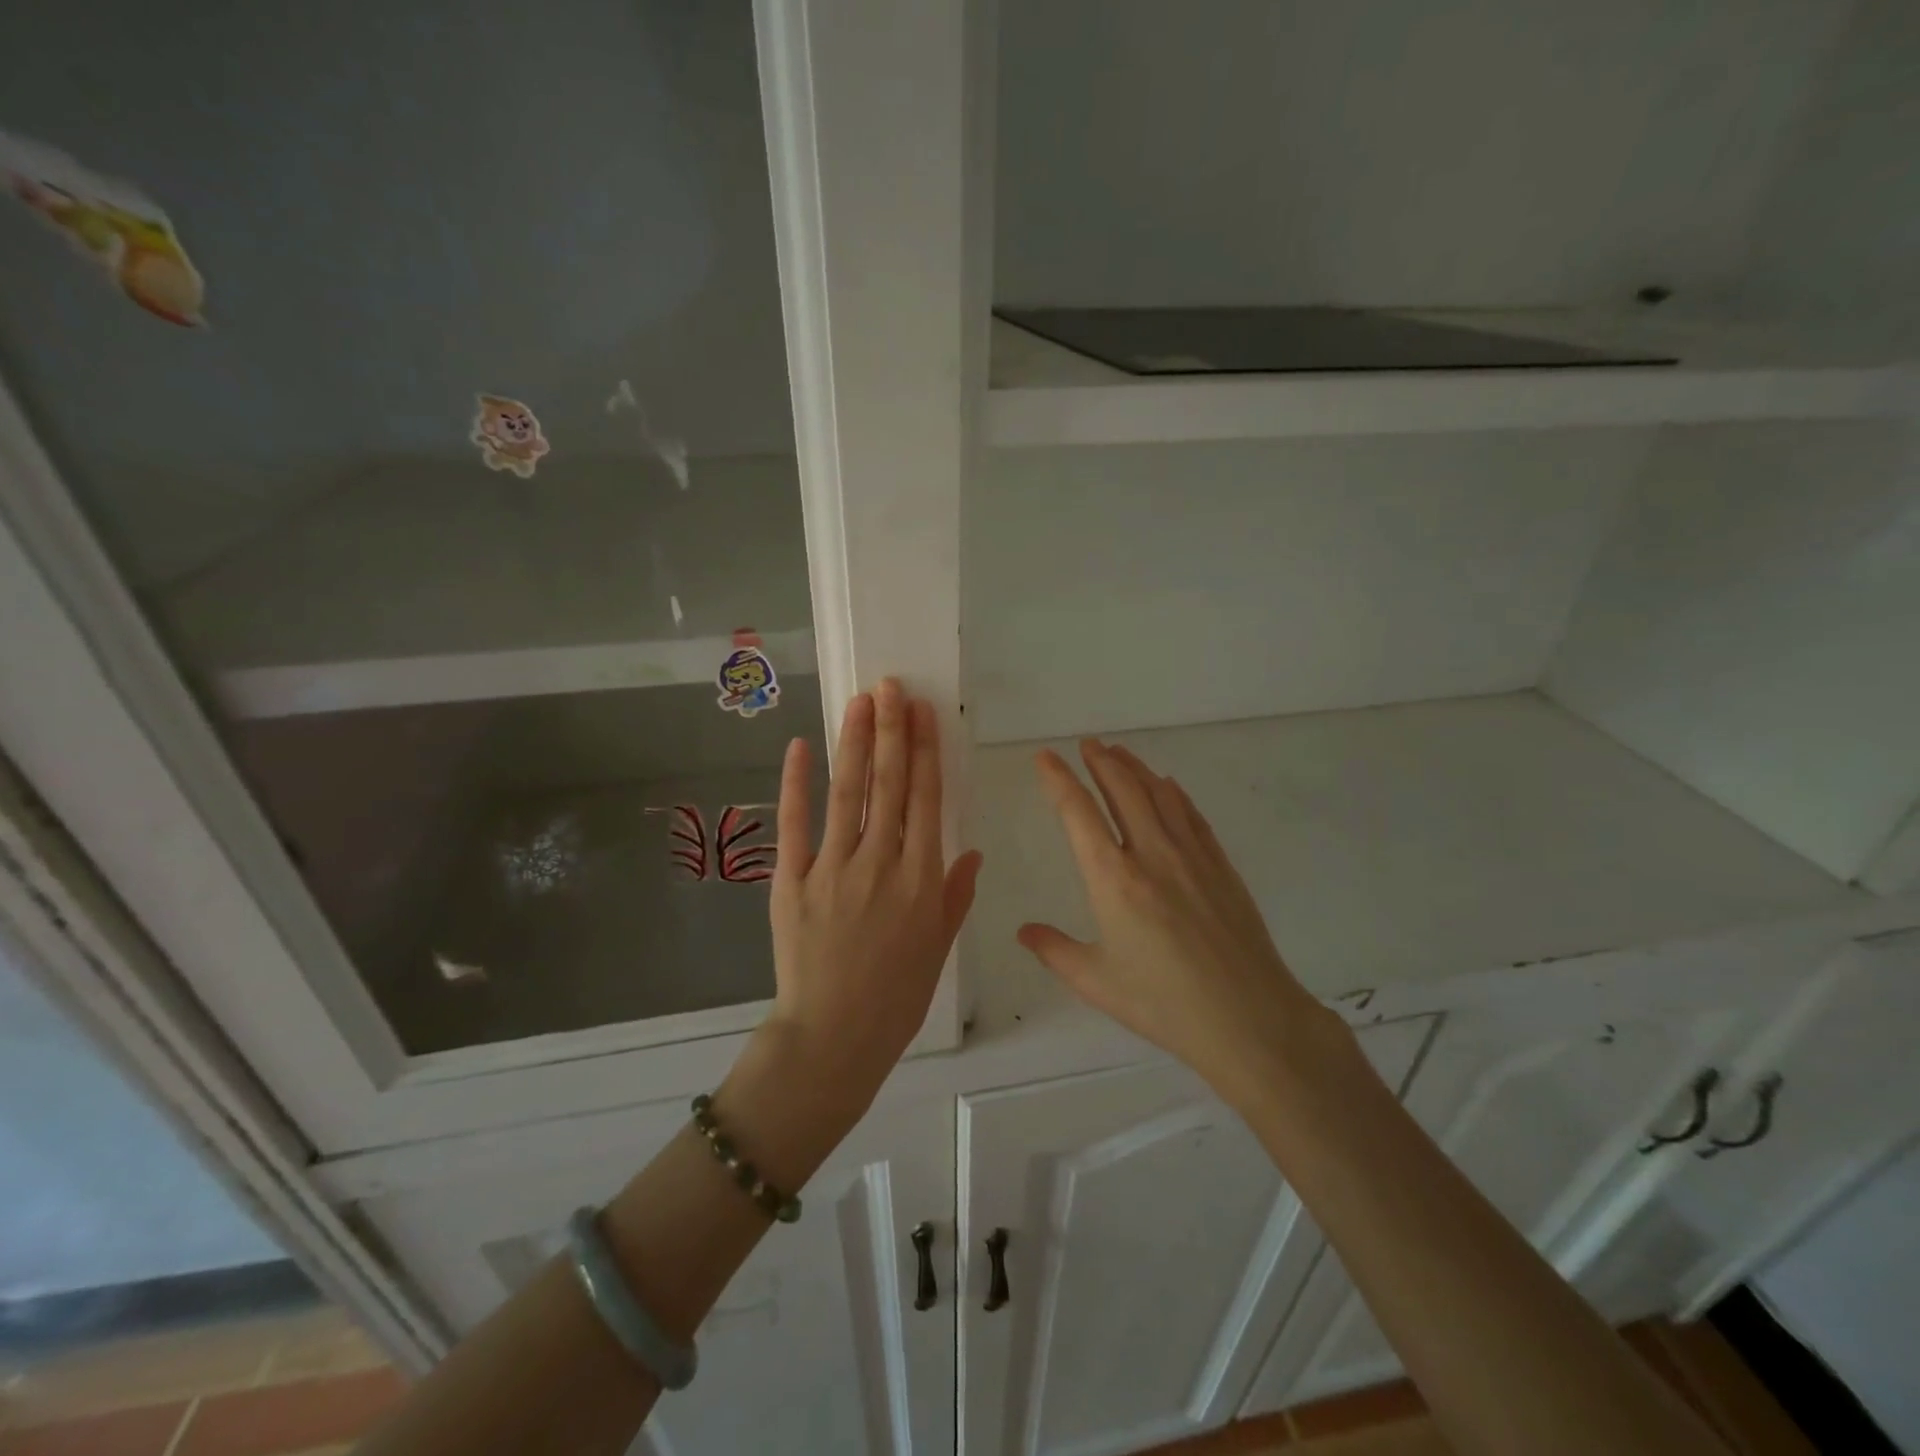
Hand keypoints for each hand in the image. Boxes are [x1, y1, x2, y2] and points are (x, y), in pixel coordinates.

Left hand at [761, 678, 981, 1114]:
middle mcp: (881, 863)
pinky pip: (795, 824)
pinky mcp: (792, 881)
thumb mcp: (939, 948)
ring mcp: (833, 869)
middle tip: (891, 686)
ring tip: (861, 701)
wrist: (833, 1038)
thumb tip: (972, 851)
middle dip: (892, 730)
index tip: (922, 712)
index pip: (926, 799)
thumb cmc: (896, 998)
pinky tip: (802, 746)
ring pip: (848, 793)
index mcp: (921, 879)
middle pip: (890, 784)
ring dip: (856, 743)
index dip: (925, 750)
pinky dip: (797, 783)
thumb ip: (955, 896)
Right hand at [1018, 740, 1338, 1104]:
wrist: (1249, 1019)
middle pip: (1122, 790)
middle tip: (1086, 744)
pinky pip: (1192, 815)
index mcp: (1113, 880)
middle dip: (1100, 762)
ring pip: (1159, 795)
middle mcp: (1151, 854)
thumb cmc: (1164, 1004)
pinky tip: (1168, 786)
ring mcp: (1192, 856)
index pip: (1077, 813)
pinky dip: (1174, 793)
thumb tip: (1024, 932)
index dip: (1058, 779)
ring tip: (1118, 753)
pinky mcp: (1221, 866)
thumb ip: (1055, 951)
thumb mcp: (1097, 982)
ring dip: (1135, 768)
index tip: (1045, 757)